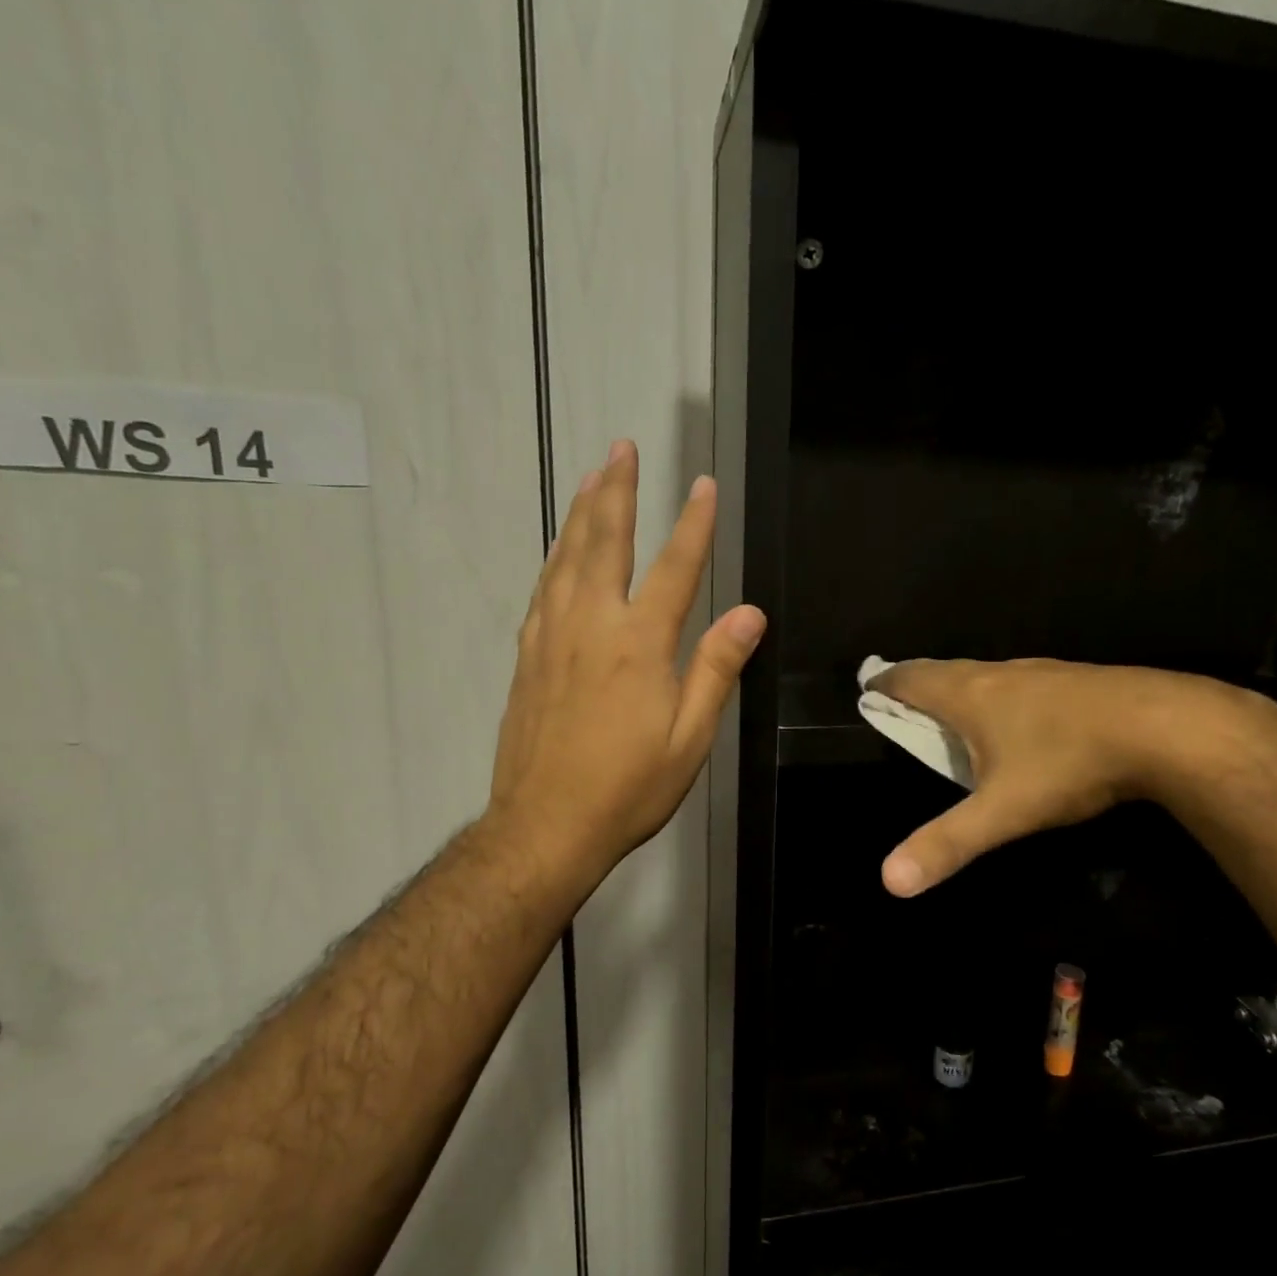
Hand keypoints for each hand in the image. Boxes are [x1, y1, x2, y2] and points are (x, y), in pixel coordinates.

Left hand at [488, 441, 765, 893]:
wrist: (545, 826)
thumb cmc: (629, 788)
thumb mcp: (690, 738)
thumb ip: (716, 668)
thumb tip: (749, 612)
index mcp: (638, 645)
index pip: (673, 569)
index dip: (693, 525)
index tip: (703, 485)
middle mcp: (590, 626)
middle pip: (604, 543)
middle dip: (617, 491)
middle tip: (621, 448)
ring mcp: (551, 638)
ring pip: (566, 558)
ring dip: (581, 512)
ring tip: (592, 477)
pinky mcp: (527, 656)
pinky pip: (543, 589)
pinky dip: (555, 557)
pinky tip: (559, 549)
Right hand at [870, 659, 1264, 896]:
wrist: (1166, 728)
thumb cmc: (1069, 763)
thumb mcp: (1002, 811)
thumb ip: (947, 844)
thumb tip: (889, 882)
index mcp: (970, 695)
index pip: (912, 679)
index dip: (885, 683)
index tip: (867, 686)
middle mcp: (1001, 674)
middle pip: (945, 671)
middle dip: (918, 683)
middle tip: (902, 698)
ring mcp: (1042, 673)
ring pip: (986, 674)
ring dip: (960, 687)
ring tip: (953, 709)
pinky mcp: (1077, 681)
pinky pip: (1022, 683)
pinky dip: (1001, 694)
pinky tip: (1020, 718)